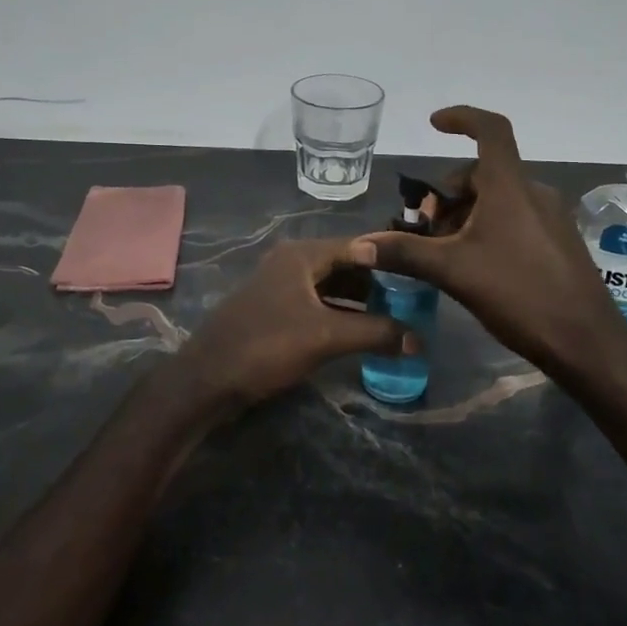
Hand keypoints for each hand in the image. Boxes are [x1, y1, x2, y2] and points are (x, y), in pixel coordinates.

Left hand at [181, 238, 415, 407]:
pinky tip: (357, 333)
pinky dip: (338, 313)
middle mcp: (291, 262)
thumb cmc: (267, 346)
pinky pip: (315, 303)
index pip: (358, 247)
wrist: (207, 379)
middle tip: (410, 302)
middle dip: (376, 283)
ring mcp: (279, 286)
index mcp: (302, 254)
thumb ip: (374, 333)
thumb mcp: (326, 337)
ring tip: (391, 319)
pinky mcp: (273, 310)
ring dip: (358, 301)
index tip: (420, 276)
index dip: (390, 261)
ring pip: (329, 286)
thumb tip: (418, 338)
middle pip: (344, 265)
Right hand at [351, 106, 626, 382]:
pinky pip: (515, 218)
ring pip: (498, 198)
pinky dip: (488, 227)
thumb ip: (405, 253)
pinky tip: (474, 265)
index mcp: (510, 187)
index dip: (462, 118)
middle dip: (449, 193)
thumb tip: (358, 245)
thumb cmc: (519, 294)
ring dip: (466, 214)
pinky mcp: (558, 242)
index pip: (491, 129)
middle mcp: (533, 193)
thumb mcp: (454, 272)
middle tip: (425, 228)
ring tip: (444, 251)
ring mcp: (550, 218)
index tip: (434, 124)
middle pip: (483, 173)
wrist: (587, 343)